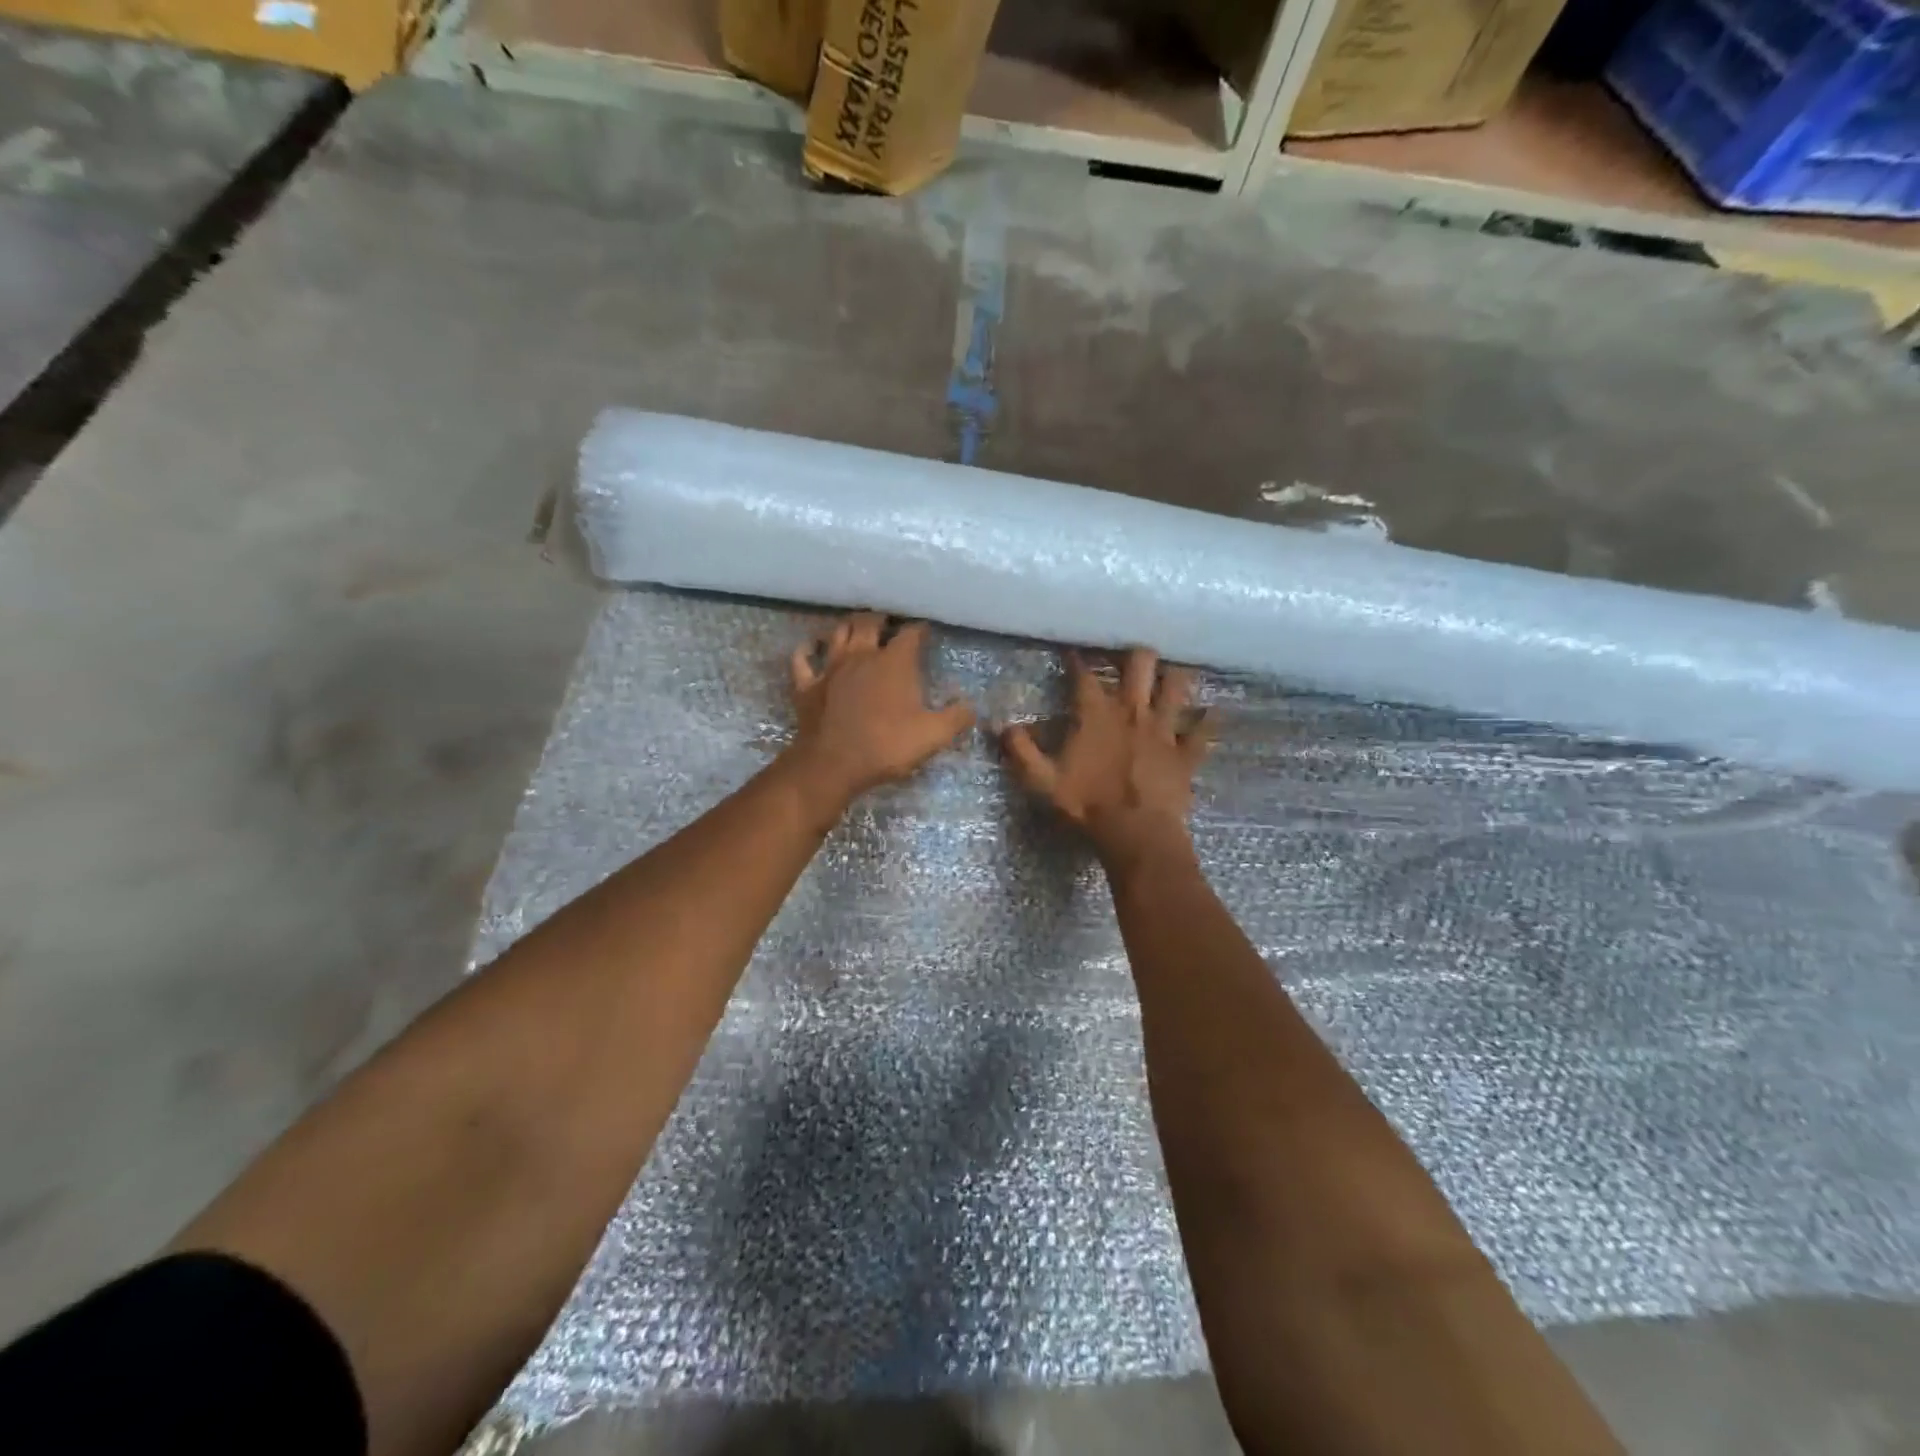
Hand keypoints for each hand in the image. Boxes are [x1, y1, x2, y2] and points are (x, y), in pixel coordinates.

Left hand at [786, 612, 975, 811]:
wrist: (833, 764)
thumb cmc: (887, 746)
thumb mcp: (933, 736)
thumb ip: (956, 718)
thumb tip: (970, 707)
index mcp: (894, 662)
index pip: (910, 634)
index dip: (919, 630)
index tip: (925, 630)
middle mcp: (861, 655)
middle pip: (869, 623)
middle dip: (880, 618)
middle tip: (887, 620)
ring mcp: (830, 668)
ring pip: (837, 633)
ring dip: (847, 626)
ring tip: (855, 625)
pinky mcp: (807, 685)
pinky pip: (802, 660)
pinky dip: (806, 650)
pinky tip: (810, 647)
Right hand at [1001, 648, 1208, 876]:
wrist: (1136, 833)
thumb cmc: (1087, 805)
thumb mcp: (1042, 781)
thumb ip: (1021, 751)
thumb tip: (1003, 726)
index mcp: (1096, 715)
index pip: (1084, 676)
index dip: (1076, 659)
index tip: (1072, 649)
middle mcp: (1133, 711)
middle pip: (1140, 663)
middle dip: (1133, 653)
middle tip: (1127, 655)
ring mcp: (1164, 729)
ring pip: (1177, 685)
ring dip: (1174, 676)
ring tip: (1169, 673)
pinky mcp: (1186, 752)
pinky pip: (1203, 730)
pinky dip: (1207, 721)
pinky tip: (1211, 713)